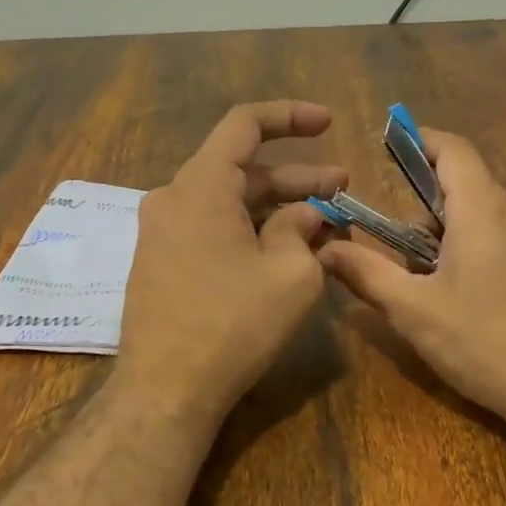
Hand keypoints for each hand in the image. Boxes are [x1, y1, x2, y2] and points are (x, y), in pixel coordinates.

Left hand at [115, 101, 347, 428]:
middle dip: (296, 176)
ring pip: (228, 203)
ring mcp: (161, 233)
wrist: (166, 389)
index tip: (329, 123)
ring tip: (325, 221)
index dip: (290, 116)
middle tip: (343, 187)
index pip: (244, 124)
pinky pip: (211, 229)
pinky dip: (250, 229)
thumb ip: (302, 229)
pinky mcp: (161, 263)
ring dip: (276, 207)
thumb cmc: (233, 324)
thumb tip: (306, 214)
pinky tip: (284, 249)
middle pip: (241, 170)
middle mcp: (173, 198)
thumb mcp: (290, 273)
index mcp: (201, 186)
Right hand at [320, 129, 505, 438]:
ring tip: (428, 280)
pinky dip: (479, 249)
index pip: (453, 149)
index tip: (390, 144)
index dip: (421, 140)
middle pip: (467, 186)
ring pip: (488, 216)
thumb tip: (325, 249)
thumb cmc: (488, 343)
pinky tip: (469, 299)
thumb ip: (367, 274)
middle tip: (397, 247)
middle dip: (426, 207)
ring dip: (452, 233)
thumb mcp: (415, 311)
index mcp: (485, 208)